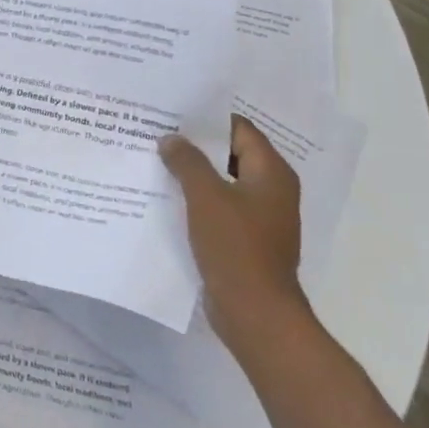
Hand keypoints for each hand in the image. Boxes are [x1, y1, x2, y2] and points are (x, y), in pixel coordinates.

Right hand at [160, 117, 312, 353]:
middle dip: (196, 146)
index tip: (173, 113)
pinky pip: (220, 209)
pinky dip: (198, 201)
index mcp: (271, 173)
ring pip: (223, 183)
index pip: (239, 129)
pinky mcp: (247, 240)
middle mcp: (272, 190)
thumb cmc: (236, 246)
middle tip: (158, 134)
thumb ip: (187, 161)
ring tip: (157, 162)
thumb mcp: (205, 196)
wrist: (255, 313)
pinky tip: (168, 198)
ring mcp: (261, 218)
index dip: (207, 120)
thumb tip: (171, 139)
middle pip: (231, 154)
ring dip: (194, 174)